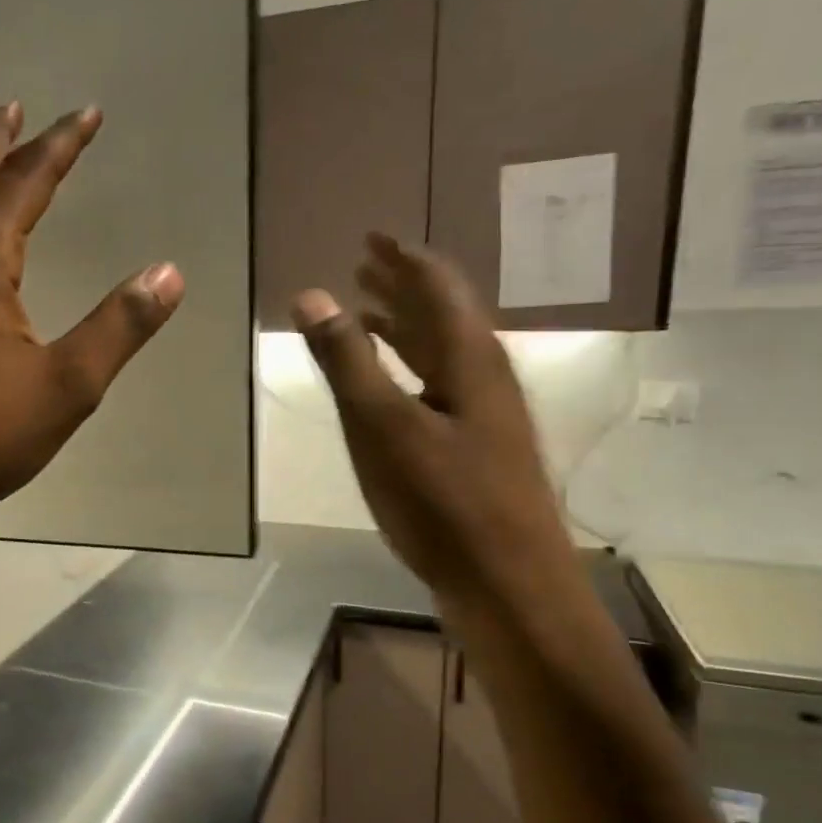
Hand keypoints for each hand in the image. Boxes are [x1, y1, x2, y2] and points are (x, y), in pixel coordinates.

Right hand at [293, 234, 559, 596]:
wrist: (510, 586)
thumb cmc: (445, 503)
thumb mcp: (383, 427)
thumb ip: (346, 361)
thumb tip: (312, 294)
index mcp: (470, 358)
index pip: (437, 286)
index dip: (403, 258)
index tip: (372, 236)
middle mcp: (485, 377)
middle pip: (443, 315)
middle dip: (402, 287)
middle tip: (365, 265)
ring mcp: (486, 416)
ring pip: (442, 354)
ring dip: (405, 329)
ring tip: (368, 314)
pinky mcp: (478, 450)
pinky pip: (440, 388)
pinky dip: (410, 371)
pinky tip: (392, 386)